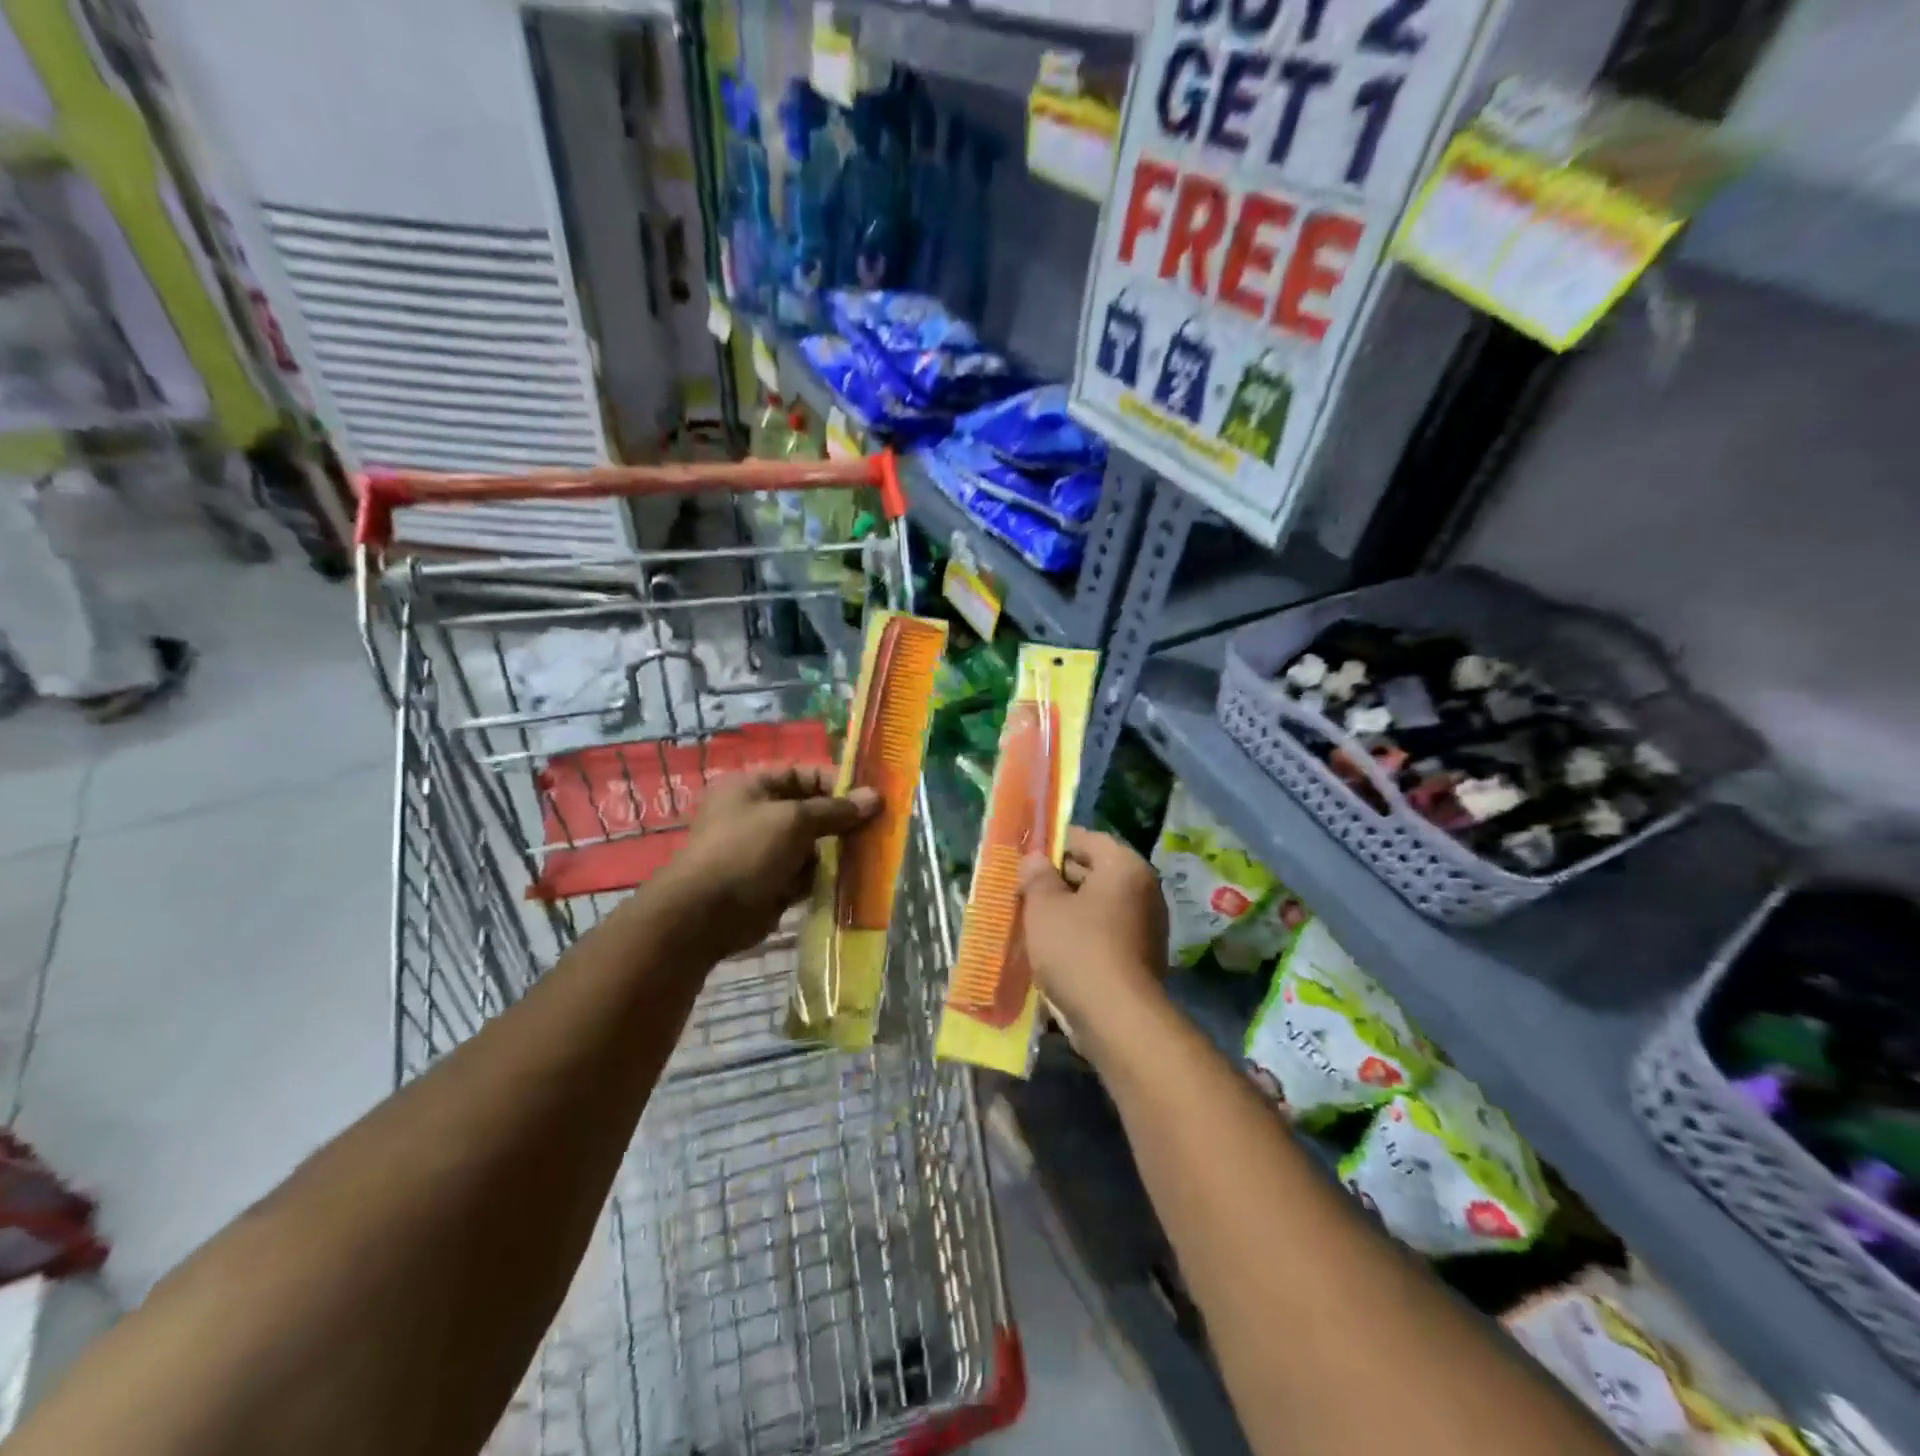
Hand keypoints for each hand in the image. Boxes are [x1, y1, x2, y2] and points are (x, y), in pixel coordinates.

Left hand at [666, 767, 879, 956]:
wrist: (705, 915)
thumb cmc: (746, 851)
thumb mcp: (794, 820)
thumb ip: (835, 809)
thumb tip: (876, 797)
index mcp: (752, 786)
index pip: (803, 774)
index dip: (837, 782)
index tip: (871, 796)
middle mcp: (757, 814)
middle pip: (810, 810)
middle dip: (842, 819)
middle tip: (878, 827)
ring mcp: (763, 850)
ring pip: (812, 844)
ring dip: (837, 850)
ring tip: (869, 854)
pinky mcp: (771, 882)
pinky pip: (806, 873)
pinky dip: (824, 876)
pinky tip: (851, 879)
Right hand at [1018, 828, 1168, 1028]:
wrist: (1116, 1018)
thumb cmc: (1078, 948)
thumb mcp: (1044, 906)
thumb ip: (1037, 876)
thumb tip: (1035, 859)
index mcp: (1125, 867)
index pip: (1088, 839)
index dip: (1055, 842)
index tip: (1027, 853)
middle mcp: (1143, 890)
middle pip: (1094, 871)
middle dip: (1057, 878)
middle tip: (1022, 886)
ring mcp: (1146, 926)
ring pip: (1097, 906)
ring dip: (1066, 909)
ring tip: (1029, 917)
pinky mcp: (1140, 958)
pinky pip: (1104, 933)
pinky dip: (1080, 934)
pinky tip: (1050, 946)